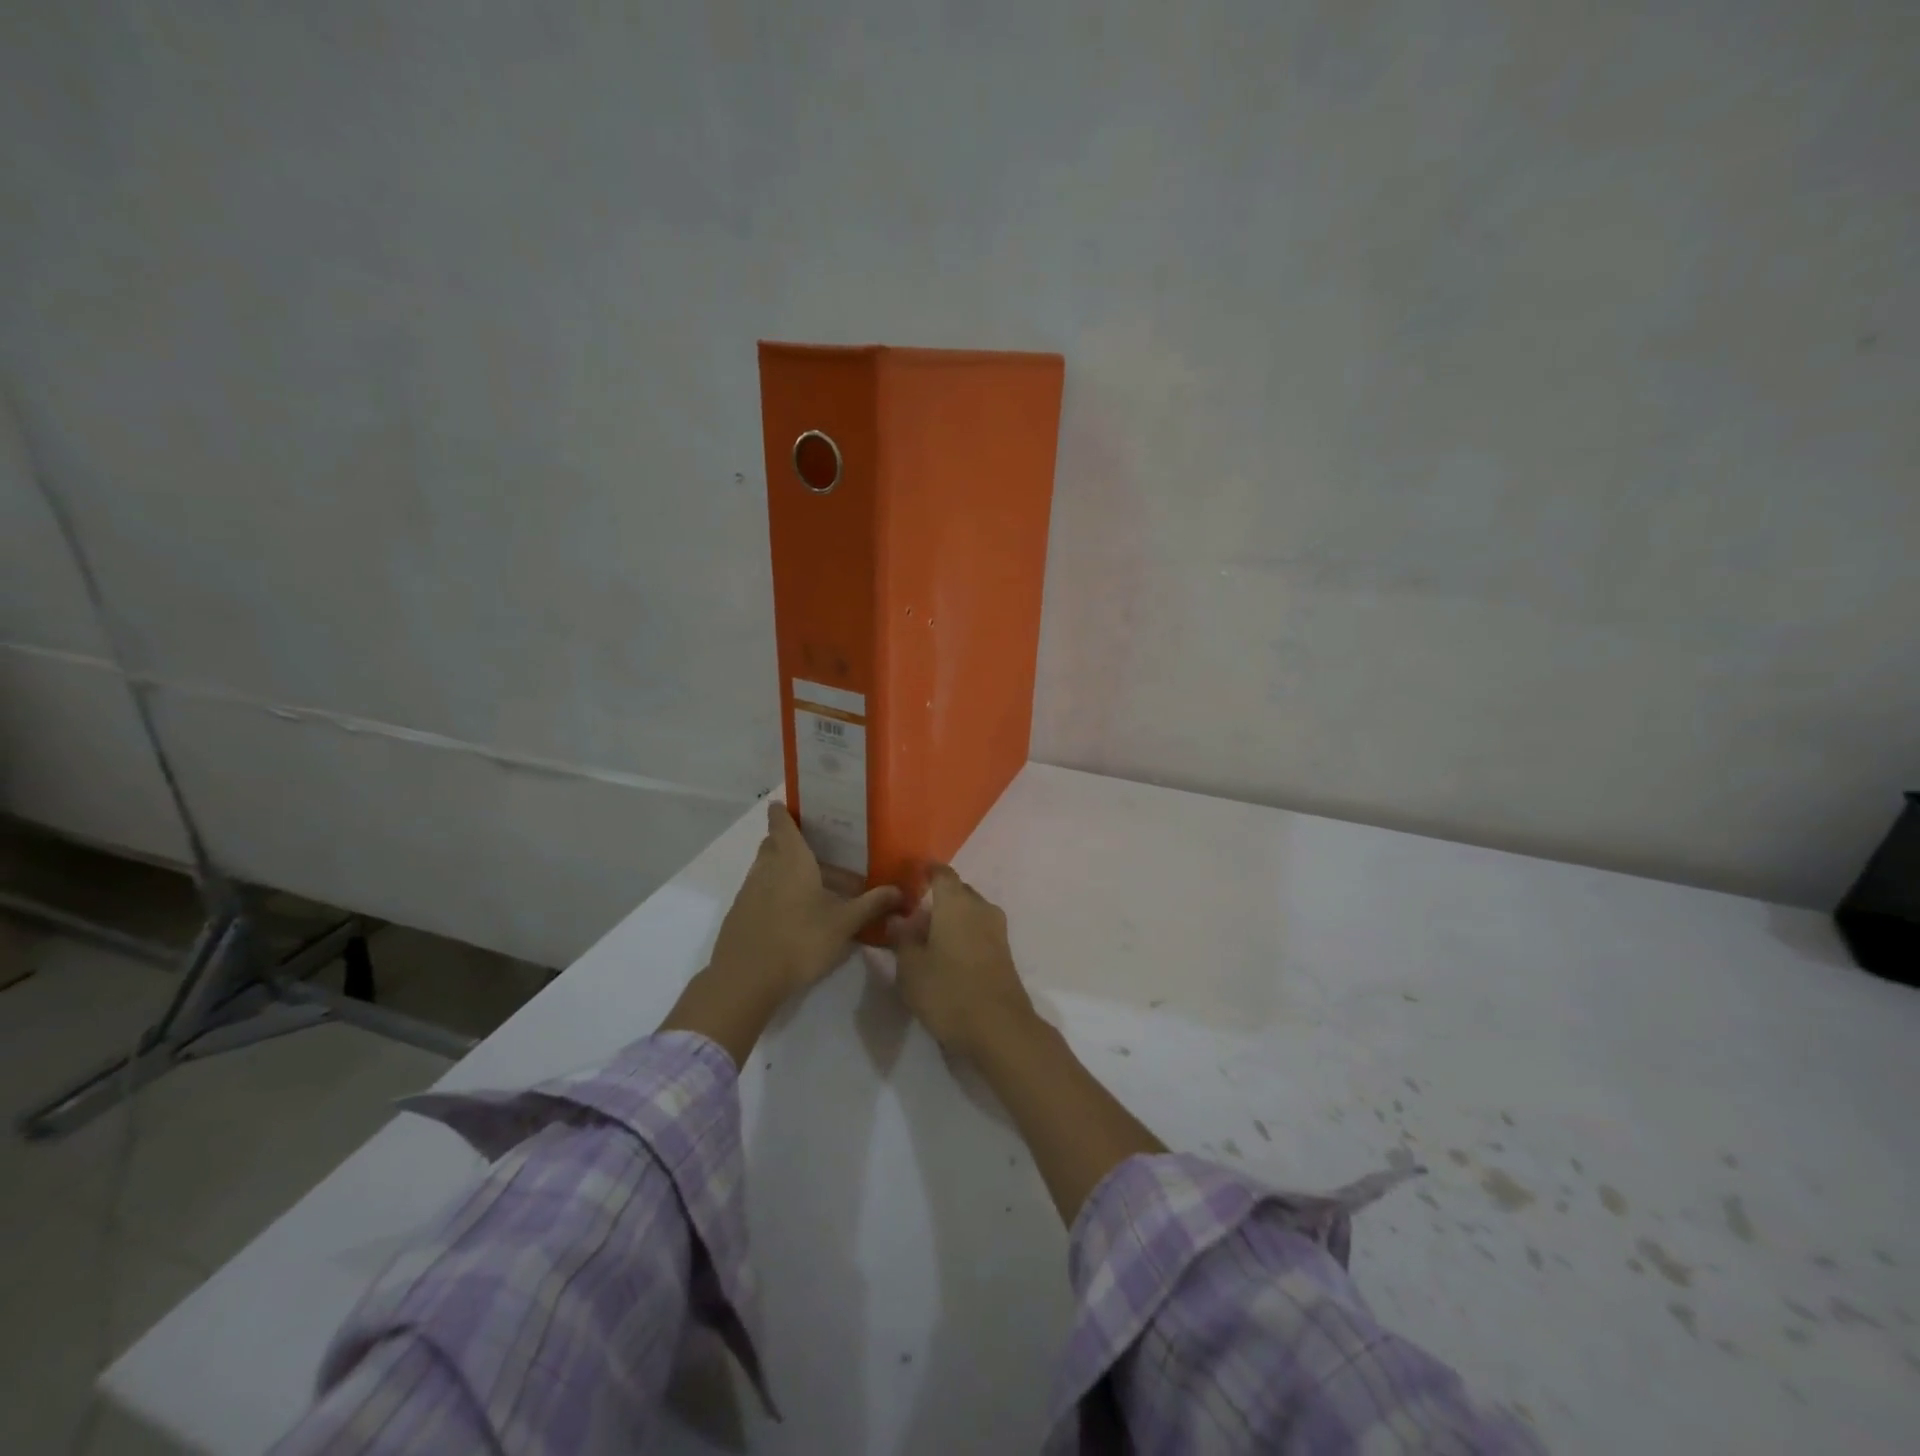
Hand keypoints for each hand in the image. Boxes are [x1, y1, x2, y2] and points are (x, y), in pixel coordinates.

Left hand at [660, 802, 899, 1065]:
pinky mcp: (740, 914)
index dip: (784, 812)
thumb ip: (871, 904)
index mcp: (791, 859)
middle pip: (774, 844)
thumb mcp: (843, 924)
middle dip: (791, 843)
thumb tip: (900, 890)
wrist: (746, 979)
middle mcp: (766, 868)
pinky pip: (760, 892)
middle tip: (818, 851)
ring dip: (785, 871)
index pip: (781, 822)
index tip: (790, 805)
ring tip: (813, 887)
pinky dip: (775, 893)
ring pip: (766, 869)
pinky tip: (795, 915)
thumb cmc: (799, 940)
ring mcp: (748, 891)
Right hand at [887, 865, 1037, 1059]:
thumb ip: (902, 938)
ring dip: (951, 918)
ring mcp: (997, 929)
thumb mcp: (911, 968)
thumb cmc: (948, 991)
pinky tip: (947, 955)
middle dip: (937, 899)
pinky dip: (964, 934)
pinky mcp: (1004, 952)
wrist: (1000, 1029)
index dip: (926, 872)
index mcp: (956, 902)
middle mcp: (980, 907)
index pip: (941, 873)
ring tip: (928, 939)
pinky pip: (979, 930)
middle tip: (913, 916)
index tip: (911, 877)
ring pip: (970, 912)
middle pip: (957, 892)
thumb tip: (898, 918)